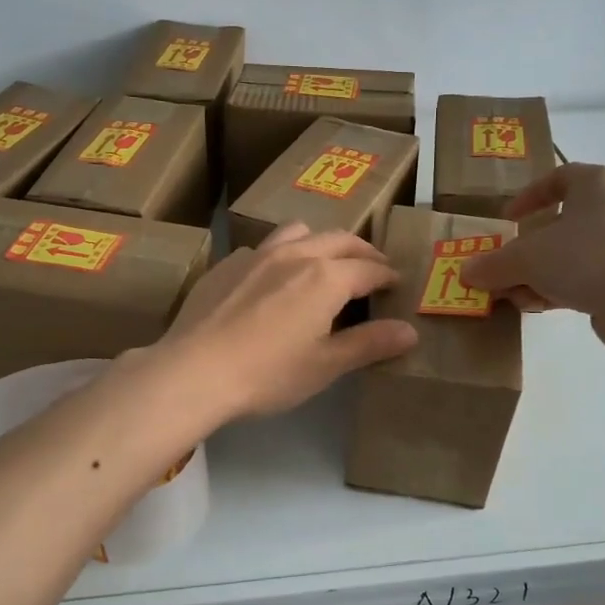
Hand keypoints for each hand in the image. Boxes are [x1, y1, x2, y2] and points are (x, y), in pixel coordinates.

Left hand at [156, 223, 419, 420]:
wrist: (194, 371)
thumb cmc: (268, 373)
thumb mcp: (325, 365)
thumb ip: (369, 344)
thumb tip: (410, 331)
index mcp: (326, 277)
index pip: (369, 269)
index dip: (387, 275)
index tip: (396, 283)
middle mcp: (295, 255)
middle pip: (338, 240)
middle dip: (362, 251)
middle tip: (373, 266)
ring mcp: (257, 255)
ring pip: (298, 232)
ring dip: (320, 241)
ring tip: (325, 260)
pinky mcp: (227, 264)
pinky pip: (263, 247)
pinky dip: (281, 254)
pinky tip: (272, 279)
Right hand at [459, 164, 604, 352]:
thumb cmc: (584, 257)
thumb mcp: (526, 258)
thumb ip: (493, 264)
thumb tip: (466, 272)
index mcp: (597, 183)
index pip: (559, 177)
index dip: (528, 196)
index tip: (507, 219)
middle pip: (563, 222)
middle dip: (529, 248)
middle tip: (506, 264)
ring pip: (573, 253)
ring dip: (540, 273)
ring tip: (516, 294)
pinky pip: (589, 276)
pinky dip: (562, 288)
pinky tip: (539, 307)